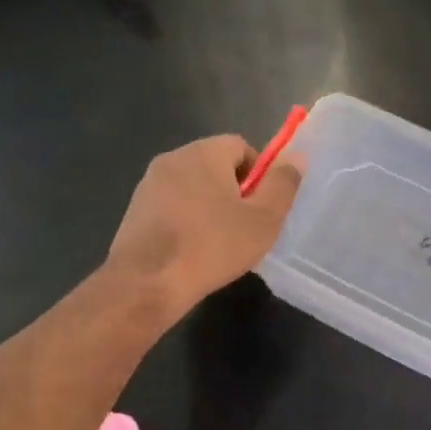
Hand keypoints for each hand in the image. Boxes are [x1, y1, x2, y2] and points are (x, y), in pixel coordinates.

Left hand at [107, 135, 302, 320]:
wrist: (146, 283)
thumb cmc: (212, 247)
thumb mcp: (263, 219)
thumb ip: (282, 184)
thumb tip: (295, 156)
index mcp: (204, 152)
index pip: (241, 146)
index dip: (260, 174)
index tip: (263, 207)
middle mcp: (173, 158)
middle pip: (216, 166)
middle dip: (235, 192)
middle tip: (246, 228)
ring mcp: (149, 184)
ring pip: (193, 188)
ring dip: (210, 208)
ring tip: (220, 244)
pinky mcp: (135, 210)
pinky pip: (173, 207)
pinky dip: (187, 222)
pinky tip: (193, 252)